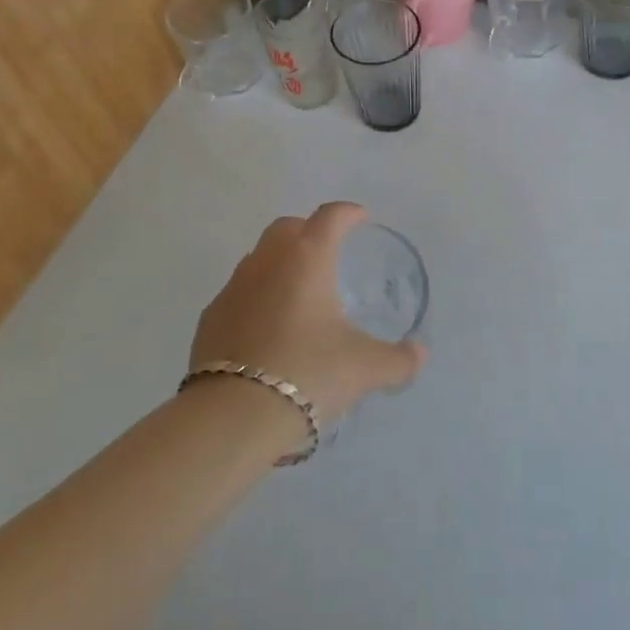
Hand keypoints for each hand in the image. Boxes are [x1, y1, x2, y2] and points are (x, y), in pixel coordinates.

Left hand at [190, 203, 426, 430]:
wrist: (233, 416)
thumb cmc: (307, 373)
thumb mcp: (364, 368)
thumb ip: (398, 359)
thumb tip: (419, 354)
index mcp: (307, 258)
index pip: (330, 216)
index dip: (348, 213)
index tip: (360, 218)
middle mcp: (268, 261)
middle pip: (288, 227)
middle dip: (309, 231)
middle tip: (327, 253)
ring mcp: (234, 287)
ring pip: (259, 257)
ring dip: (279, 263)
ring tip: (298, 294)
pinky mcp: (211, 317)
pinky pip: (238, 293)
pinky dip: (255, 297)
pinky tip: (266, 328)